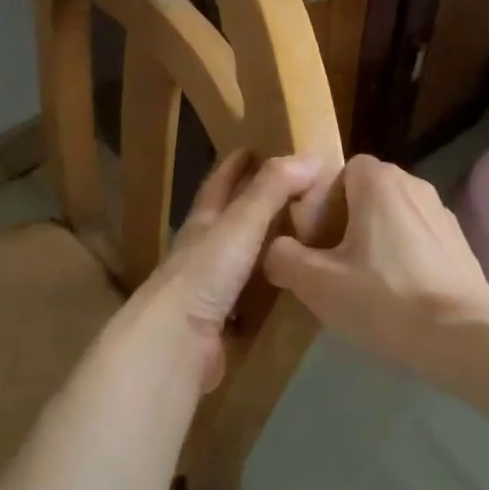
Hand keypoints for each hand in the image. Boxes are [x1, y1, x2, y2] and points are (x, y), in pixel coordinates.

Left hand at [116, 151, 327, 391]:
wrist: (176, 341)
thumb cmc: (206, 272)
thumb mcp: (241, 222)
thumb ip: (273, 189)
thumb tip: (312, 157)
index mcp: (203, 222)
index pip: (219, 183)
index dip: (236, 164)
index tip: (255, 148)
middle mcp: (203, 251)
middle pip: (229, 220)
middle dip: (254, 204)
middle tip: (294, 193)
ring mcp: (210, 288)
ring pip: (241, 260)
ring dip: (264, 249)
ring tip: (302, 240)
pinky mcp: (221, 323)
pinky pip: (250, 300)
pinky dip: (268, 291)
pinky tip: (291, 292)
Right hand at [264, 155, 488, 389]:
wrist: (464, 338)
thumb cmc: (384, 298)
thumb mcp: (316, 282)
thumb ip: (284, 257)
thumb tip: (275, 251)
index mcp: (380, 181)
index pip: (342, 170)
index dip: (322, 199)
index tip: (313, 237)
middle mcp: (415, 185)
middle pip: (367, 193)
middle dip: (345, 222)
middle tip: (331, 263)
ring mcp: (443, 215)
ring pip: (393, 218)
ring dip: (375, 241)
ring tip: (363, 284)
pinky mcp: (461, 246)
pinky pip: (418, 241)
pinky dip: (403, 259)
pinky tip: (398, 297)